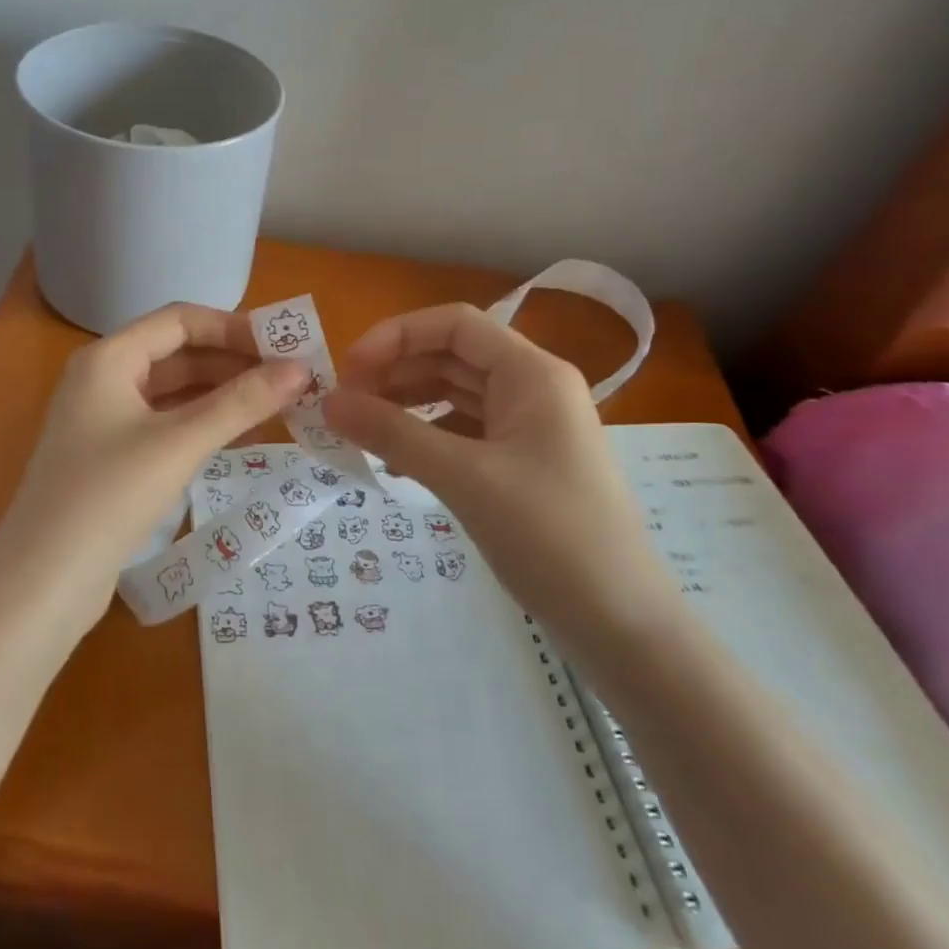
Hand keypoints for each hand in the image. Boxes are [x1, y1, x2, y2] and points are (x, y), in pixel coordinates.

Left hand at [0, 303, 308, 636]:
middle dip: (234, 363)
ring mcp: (105, 420)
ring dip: (223, 395)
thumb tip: (301, 370)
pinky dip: (204, 425)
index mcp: (109, 358)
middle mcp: (104, 379)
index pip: (180, 320)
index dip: (234, 327)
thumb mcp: (179, 444)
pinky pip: (167, 424)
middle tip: (292, 380)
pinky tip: (242, 437)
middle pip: (179, 354)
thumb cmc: (108, 497)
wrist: (42, 583)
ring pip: (175, 392)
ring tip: (279, 406)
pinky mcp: (113, 457)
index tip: (285, 346)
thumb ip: (241, 403)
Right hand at [322, 303, 676, 642]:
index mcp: (531, 374)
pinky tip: (396, 461)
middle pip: (452, 355)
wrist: (621, 623)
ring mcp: (530, 427)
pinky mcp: (523, 462)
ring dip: (407, 403)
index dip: (395, 337)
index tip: (347, 371)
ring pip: (455, 393)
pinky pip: (464, 431)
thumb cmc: (550, 537)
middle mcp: (533, 388)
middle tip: (344, 404)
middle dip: (395, 371)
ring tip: (361, 428)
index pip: (453, 325)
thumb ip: (393, 434)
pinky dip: (427, 437)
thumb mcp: (464, 479)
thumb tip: (328, 402)